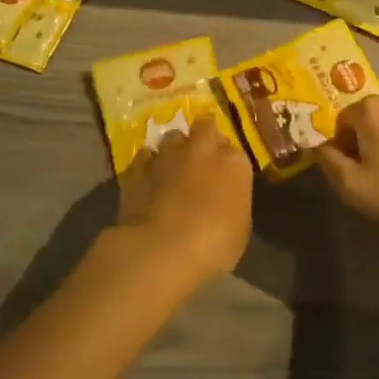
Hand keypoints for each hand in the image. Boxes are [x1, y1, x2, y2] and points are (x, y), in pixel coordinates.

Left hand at [115, 122, 252, 284]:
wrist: (161, 250)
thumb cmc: (213, 246)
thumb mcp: (239, 228)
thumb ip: (233, 201)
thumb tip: (223, 197)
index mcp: (233, 162)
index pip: (234, 150)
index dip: (227, 162)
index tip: (224, 177)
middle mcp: (202, 148)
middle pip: (204, 128)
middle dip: (203, 139)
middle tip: (200, 160)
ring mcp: (167, 155)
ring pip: (172, 138)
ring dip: (174, 149)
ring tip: (172, 169)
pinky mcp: (138, 168)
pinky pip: (145, 157)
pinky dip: (148, 165)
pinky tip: (148, 180)